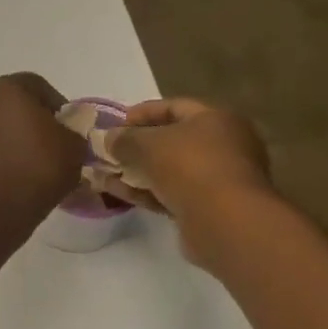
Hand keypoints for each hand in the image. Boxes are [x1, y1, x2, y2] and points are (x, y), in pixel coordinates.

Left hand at [0, 74, 82, 219]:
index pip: (39, 87)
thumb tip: (65, 135)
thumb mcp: (74, 146)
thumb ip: (73, 131)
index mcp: (7, 88)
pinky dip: (0, 157)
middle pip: (14, 106)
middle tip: (54, 145)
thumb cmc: (37, 167)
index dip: (58, 107)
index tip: (70, 129)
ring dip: (15, 140)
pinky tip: (16, 176)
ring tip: (35, 164)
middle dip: (34, 122)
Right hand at [107, 98, 273, 263]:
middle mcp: (223, 145)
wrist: (223, 221)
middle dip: (137, 146)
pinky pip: (170, 193)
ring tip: (104, 174)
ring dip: (137, 172)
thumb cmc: (189, 167)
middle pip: (172, 140)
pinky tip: (118, 193)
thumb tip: (109, 138)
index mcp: (216, 119)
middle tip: (109, 151)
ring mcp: (216, 179)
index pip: (174, 107)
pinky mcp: (207, 208)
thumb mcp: (148, 144)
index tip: (115, 123)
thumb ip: (125, 139)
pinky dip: (145, 192)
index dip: (142, 113)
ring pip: (169, 170)